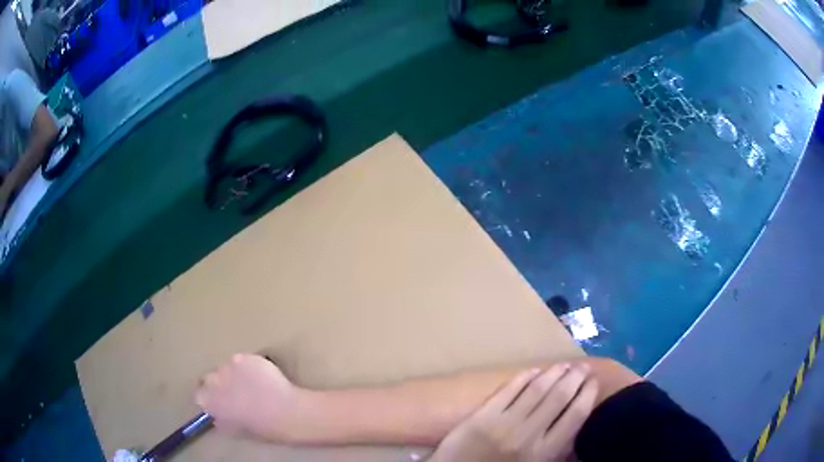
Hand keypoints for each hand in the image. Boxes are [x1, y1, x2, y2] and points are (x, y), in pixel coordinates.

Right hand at [195, 354, 314, 442]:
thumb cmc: (264, 429)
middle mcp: (213, 381)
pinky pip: (242, 360)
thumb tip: (218, 416)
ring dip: (234, 374)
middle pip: (211, 378)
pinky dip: (249, 366)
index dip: (211, 398)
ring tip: (252, 384)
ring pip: (227, 367)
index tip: (220, 401)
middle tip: (237, 392)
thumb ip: (222, 419)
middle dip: (221, 383)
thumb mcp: (237, 430)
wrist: (287, 412)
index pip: (200, 395)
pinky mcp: (244, 357)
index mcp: (209, 402)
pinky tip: (261, 376)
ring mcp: (228, 366)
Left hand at [430, 364, 597, 461]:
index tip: (594, 382)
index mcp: (544, 452)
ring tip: (563, 365)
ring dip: (553, 373)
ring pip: (536, 389)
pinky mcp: (481, 415)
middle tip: (582, 367)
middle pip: (559, 397)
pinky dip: (523, 377)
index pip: (575, 416)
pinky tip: (533, 370)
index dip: (588, 394)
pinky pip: (508, 390)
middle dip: (575, 378)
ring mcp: (503, 423)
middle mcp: (528, 435)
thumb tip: (575, 420)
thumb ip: (556, 448)